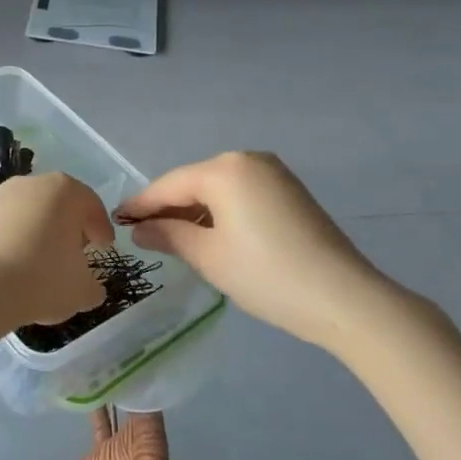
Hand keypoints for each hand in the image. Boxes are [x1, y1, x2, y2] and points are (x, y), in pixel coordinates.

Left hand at [0, 173, 114, 326]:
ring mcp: (1, 195)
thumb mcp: (82, 290)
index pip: (91, 206)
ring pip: (30, 212)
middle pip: (59, 204)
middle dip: (69, 227)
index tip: (103, 247)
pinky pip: (6, 224)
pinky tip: (15, 263)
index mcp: (66, 191)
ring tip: (42, 261)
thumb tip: (90, 287)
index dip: (101, 228)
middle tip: (75, 252)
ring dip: (39, 232)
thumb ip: (93, 286)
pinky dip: (14, 239)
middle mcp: (33, 183)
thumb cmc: (43, 278)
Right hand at [115, 152, 423, 352]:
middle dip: (168, 207)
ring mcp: (274, 174)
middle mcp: (248, 160)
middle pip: (194, 183)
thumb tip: (140, 228)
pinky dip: (220, 212)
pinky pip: (241, 195)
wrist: (345, 299)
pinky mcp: (290, 192)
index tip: (115, 219)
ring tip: (171, 238)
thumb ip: (168, 235)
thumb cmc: (266, 275)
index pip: (170, 185)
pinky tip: (209, 235)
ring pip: (218, 189)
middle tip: (141, 232)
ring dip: (194, 211)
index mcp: (225, 169)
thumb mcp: (208, 257)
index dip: (141, 204)